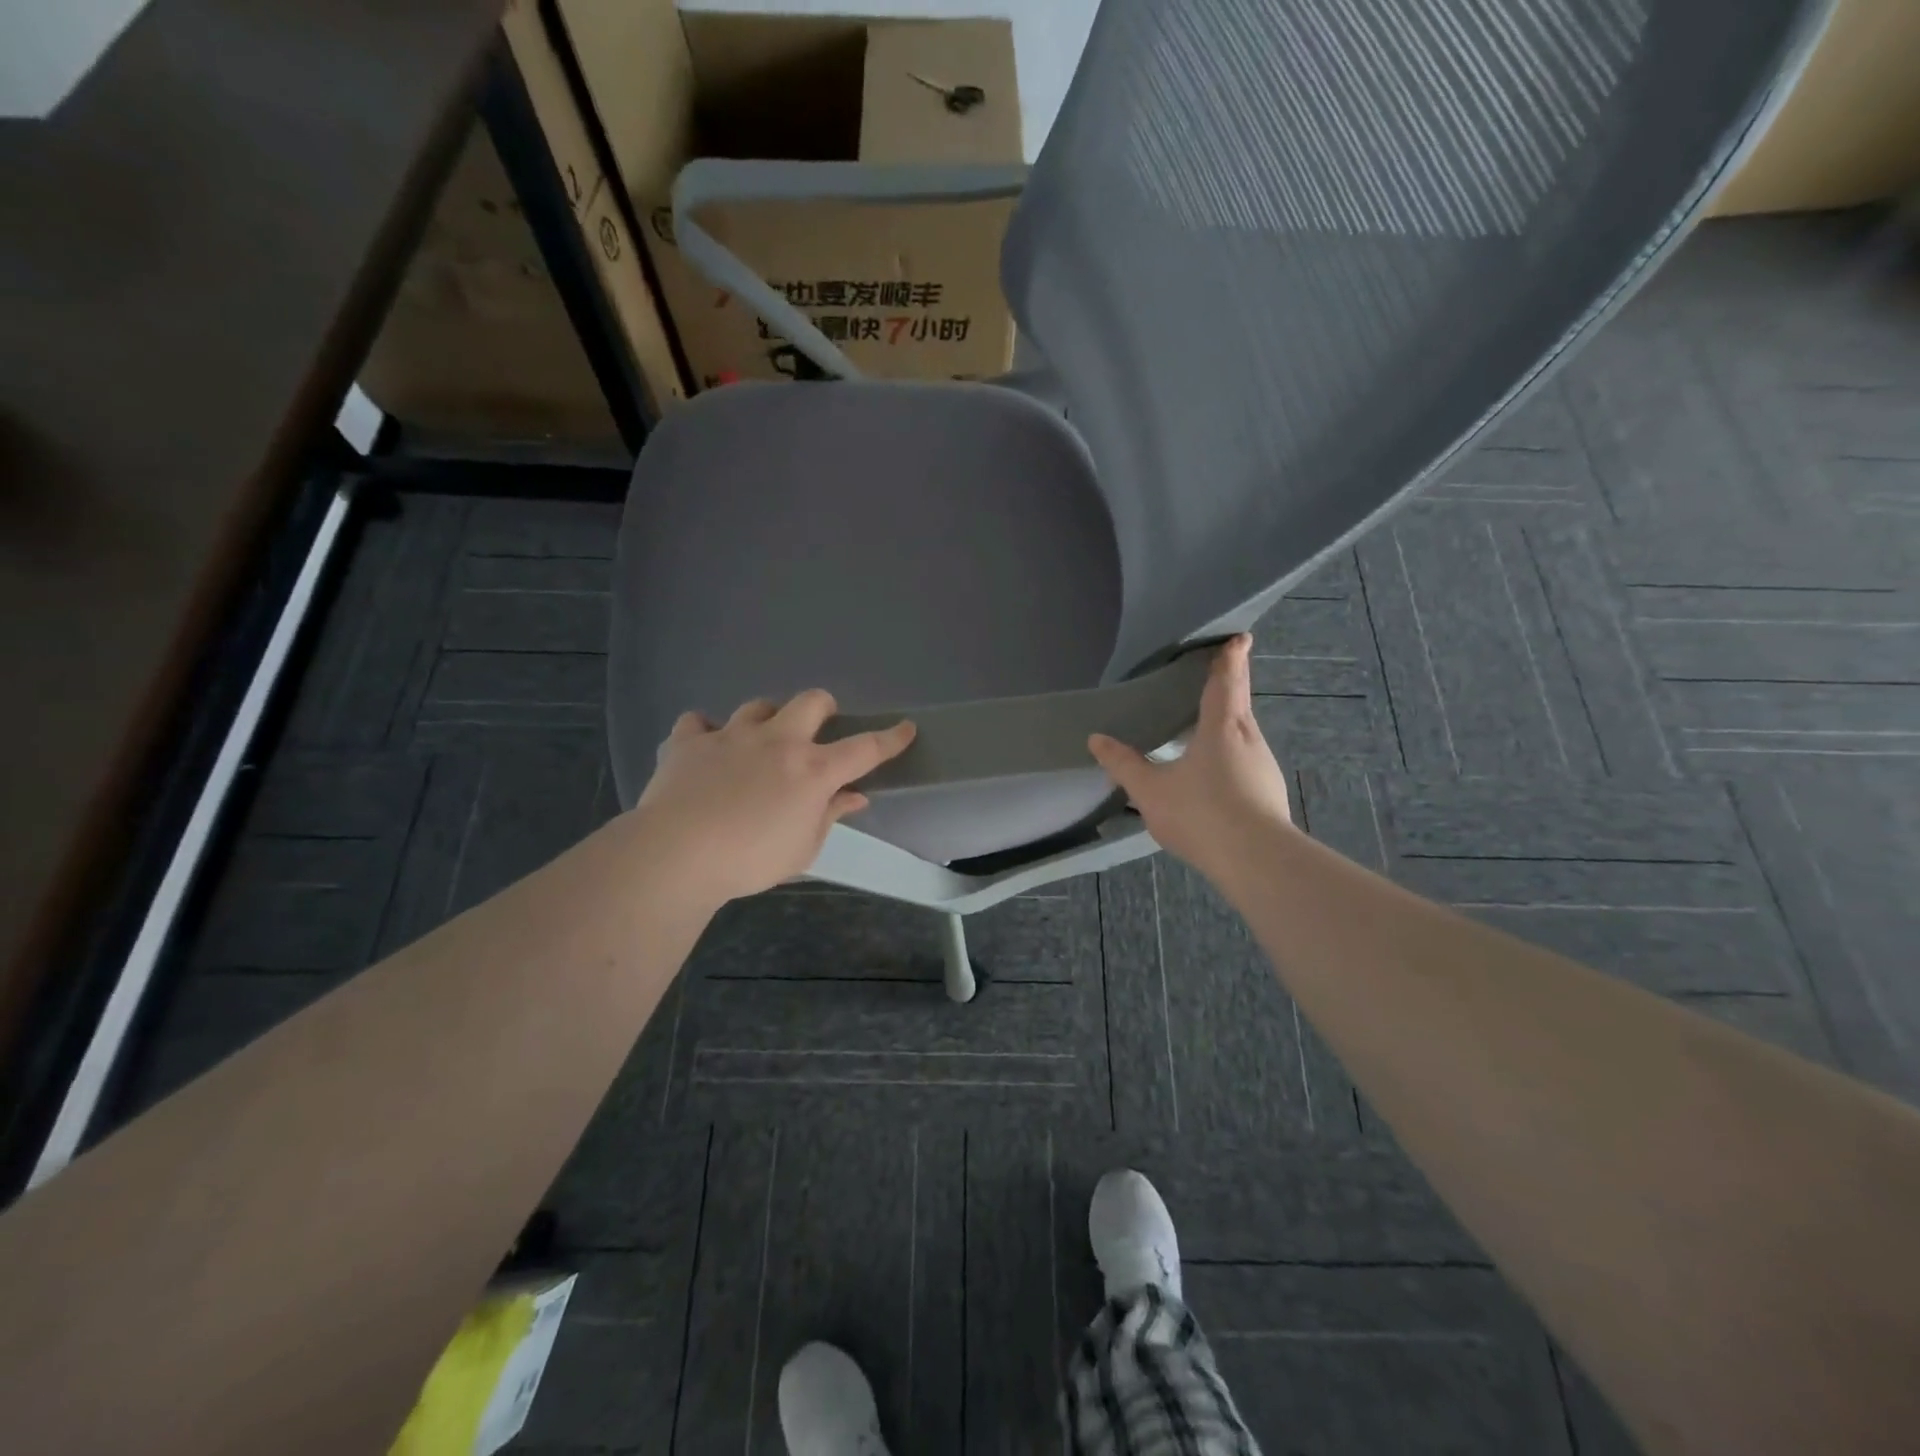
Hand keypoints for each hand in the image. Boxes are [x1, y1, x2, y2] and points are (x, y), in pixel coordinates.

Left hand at [632, 690, 914, 906]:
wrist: (677, 854)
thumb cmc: (750, 860)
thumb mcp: (803, 848)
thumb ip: (830, 816)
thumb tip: (854, 797)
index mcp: (812, 771)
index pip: (864, 749)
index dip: (890, 738)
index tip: (906, 728)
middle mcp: (777, 741)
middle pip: (811, 702)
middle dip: (823, 708)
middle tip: (818, 729)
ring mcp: (731, 736)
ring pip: (757, 706)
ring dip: (766, 719)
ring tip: (759, 741)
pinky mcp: (689, 742)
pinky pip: (698, 721)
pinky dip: (705, 732)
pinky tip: (705, 750)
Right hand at [1088, 635, 1293, 876]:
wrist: (1256, 861)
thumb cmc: (1201, 813)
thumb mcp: (1150, 790)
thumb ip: (1124, 764)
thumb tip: (1096, 739)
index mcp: (1222, 727)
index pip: (1227, 680)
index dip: (1231, 657)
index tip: (1239, 638)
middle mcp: (1248, 738)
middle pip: (1239, 702)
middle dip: (1230, 684)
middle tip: (1217, 671)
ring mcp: (1263, 767)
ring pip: (1243, 734)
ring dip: (1227, 723)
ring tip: (1204, 723)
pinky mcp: (1267, 792)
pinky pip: (1245, 760)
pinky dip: (1230, 753)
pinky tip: (1213, 773)